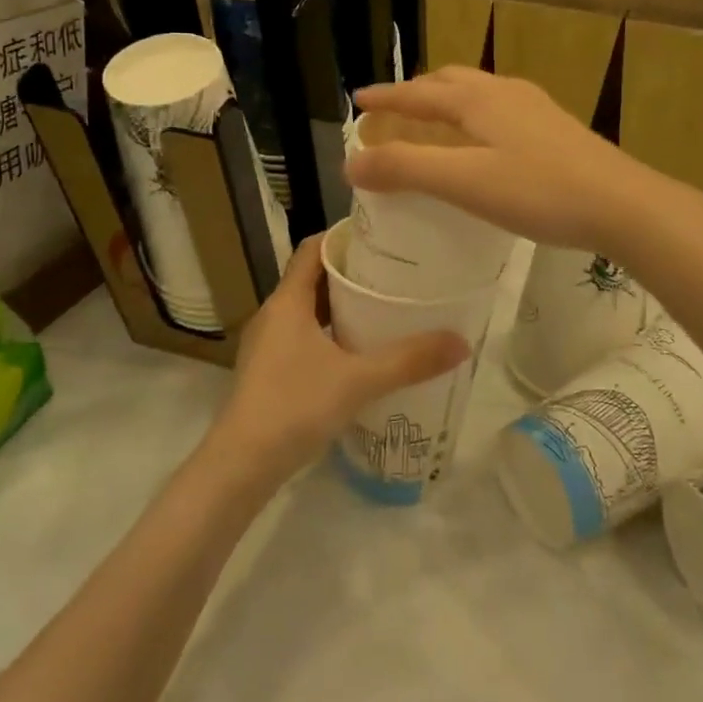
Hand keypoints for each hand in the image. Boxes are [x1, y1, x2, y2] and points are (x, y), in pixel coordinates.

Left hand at [209, 235, 468, 486]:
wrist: (241, 465)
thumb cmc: (295, 406)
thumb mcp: (359, 380)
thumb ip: (409, 361)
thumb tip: (461, 342)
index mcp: (287, 302)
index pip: (312, 249)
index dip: (342, 236)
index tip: (379, 236)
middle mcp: (273, 315)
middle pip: (311, 278)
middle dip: (349, 272)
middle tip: (391, 271)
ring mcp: (267, 345)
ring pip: (307, 310)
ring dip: (339, 305)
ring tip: (381, 307)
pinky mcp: (268, 371)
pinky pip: (302, 336)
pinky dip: (329, 333)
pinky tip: (357, 353)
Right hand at [347, 67, 665, 254]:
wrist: (622, 204)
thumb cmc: (538, 191)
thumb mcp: (464, 182)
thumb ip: (406, 169)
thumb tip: (351, 162)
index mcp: (477, 100)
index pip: (418, 93)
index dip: (385, 97)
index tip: (358, 100)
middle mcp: (504, 92)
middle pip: (450, 82)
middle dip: (417, 92)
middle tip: (395, 111)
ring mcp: (535, 108)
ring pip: (478, 93)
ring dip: (448, 101)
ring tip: (434, 123)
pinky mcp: (555, 128)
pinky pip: (499, 110)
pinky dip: (474, 117)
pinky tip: (485, 143)